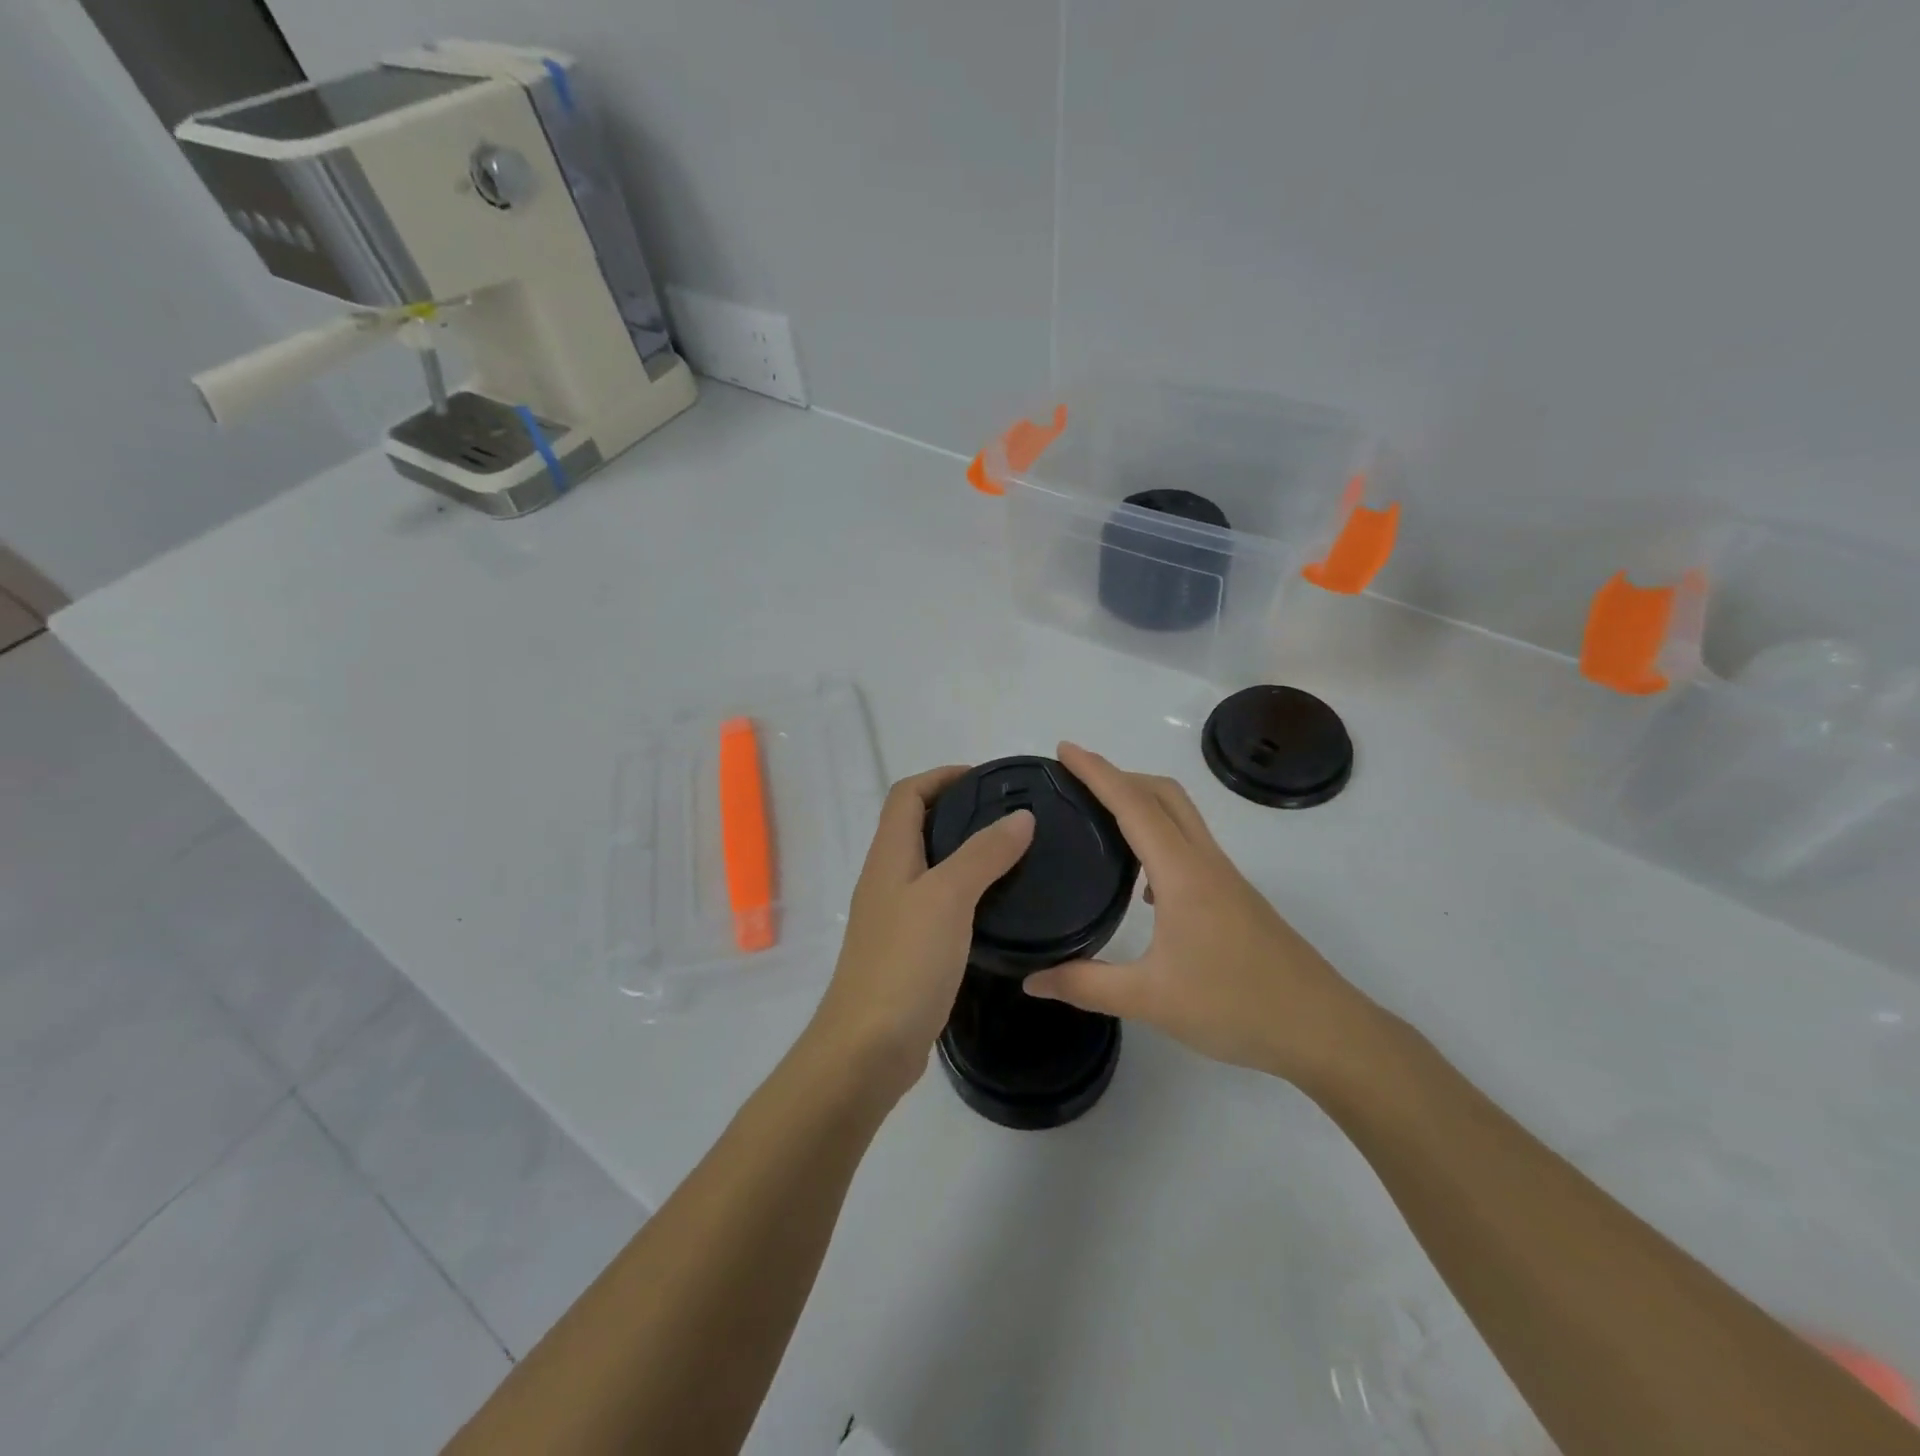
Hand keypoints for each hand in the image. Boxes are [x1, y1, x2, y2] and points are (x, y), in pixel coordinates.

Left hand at [808, 766, 1034, 1100]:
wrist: (867, 1049)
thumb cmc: (904, 963)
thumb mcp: (948, 898)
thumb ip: (983, 854)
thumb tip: (1020, 817)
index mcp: (889, 856)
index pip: (907, 794)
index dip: (942, 777)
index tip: (988, 781)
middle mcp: (886, 878)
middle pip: (917, 826)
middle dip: (960, 811)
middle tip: (1012, 818)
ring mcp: (894, 916)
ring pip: (930, 866)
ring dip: (965, 852)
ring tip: (1014, 856)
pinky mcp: (907, 950)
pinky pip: (938, 903)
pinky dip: (966, 893)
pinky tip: (997, 908)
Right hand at [1024, 743, 1378, 1090]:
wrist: (1323, 1031)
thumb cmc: (1236, 1005)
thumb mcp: (1150, 1000)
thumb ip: (1085, 985)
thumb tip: (1032, 979)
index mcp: (1182, 873)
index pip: (1133, 805)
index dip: (1097, 772)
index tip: (1064, 749)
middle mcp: (1205, 863)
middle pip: (1164, 794)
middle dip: (1120, 775)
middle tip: (1076, 781)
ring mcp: (1225, 879)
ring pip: (1181, 817)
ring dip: (1142, 803)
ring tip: (1100, 819)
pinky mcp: (1235, 899)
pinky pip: (1190, 845)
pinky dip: (1159, 837)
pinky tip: (1141, 884)